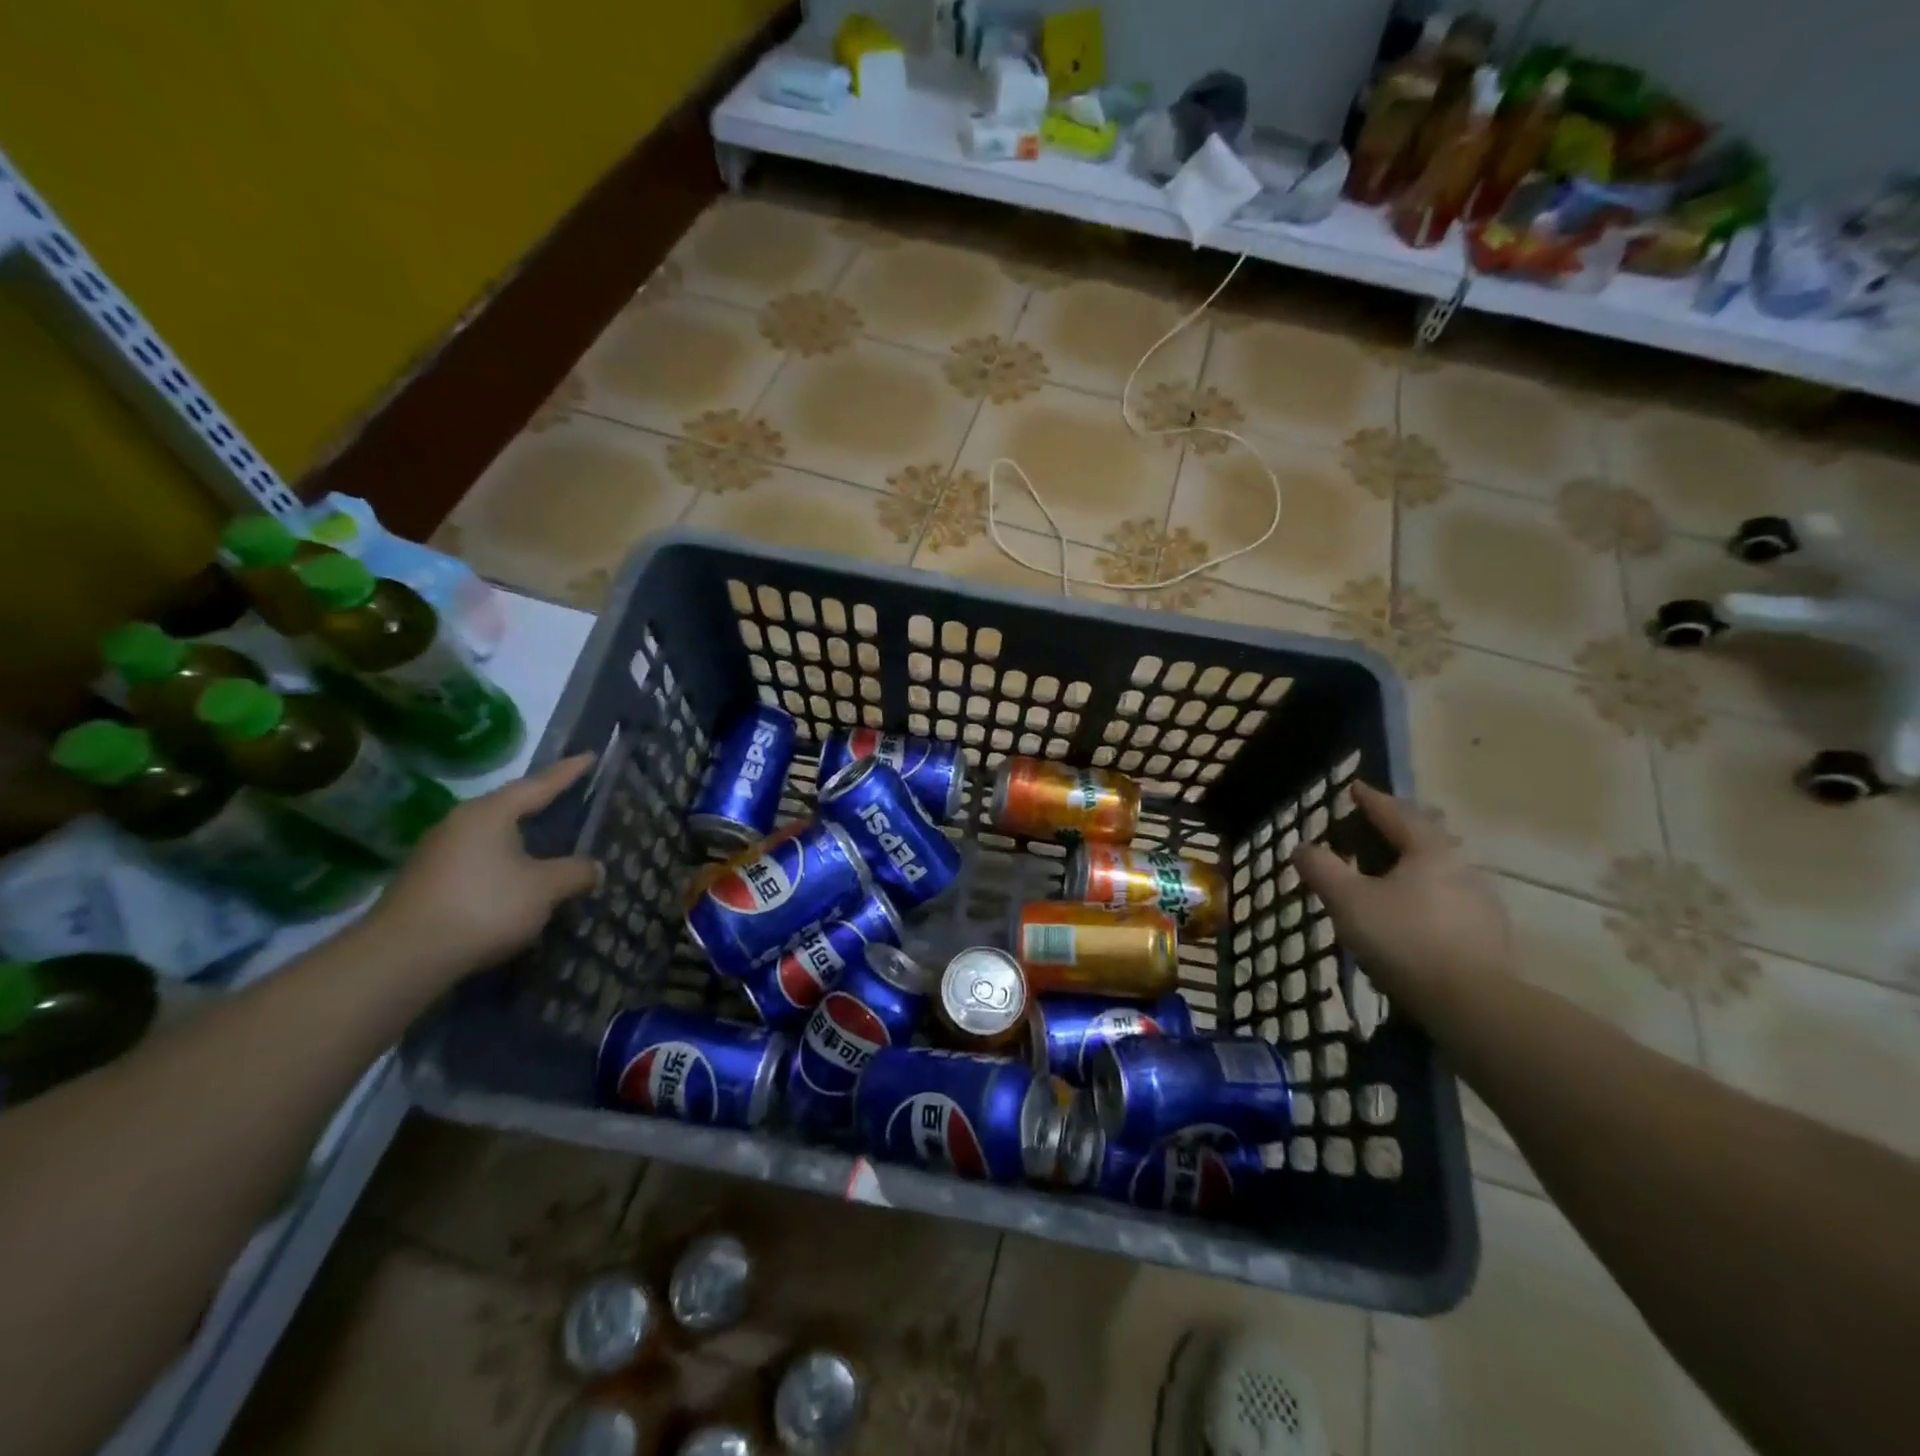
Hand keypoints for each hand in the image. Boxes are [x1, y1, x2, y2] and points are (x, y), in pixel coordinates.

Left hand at [371, 754, 602, 981]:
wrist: (401, 959)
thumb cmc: (483, 907)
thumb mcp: (544, 889)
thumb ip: (575, 873)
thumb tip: (596, 868)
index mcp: (490, 813)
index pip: (538, 785)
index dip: (567, 772)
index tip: (589, 756)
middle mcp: (459, 824)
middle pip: (510, 808)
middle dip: (540, 806)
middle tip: (569, 800)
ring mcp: (437, 854)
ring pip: (492, 839)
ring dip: (520, 843)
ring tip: (547, 846)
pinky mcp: (426, 884)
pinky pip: (478, 864)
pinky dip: (502, 867)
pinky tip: (516, 884)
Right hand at [1290, 783, 1511, 1021]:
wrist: (1473, 1005)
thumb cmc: (1404, 939)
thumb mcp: (1348, 901)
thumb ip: (1322, 869)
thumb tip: (1302, 846)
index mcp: (1429, 851)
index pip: (1395, 813)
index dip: (1371, 800)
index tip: (1354, 788)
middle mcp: (1462, 868)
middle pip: (1427, 837)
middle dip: (1401, 828)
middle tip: (1378, 826)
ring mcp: (1481, 904)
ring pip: (1442, 870)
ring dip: (1414, 864)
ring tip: (1391, 873)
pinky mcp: (1487, 937)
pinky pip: (1450, 901)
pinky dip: (1427, 896)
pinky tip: (1414, 914)